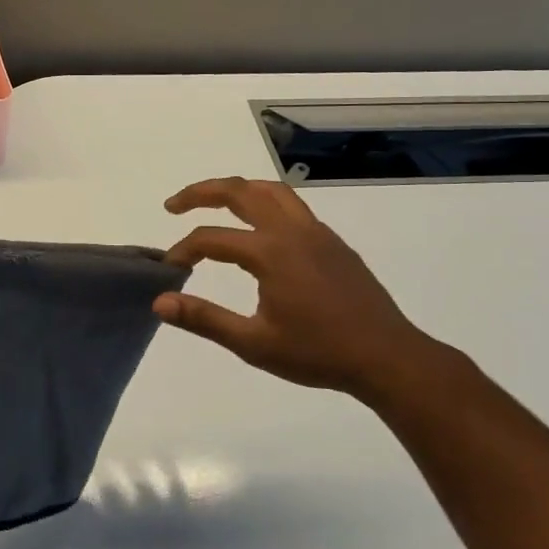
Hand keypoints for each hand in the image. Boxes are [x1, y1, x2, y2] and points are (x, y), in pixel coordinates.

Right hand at [157, 177, 453, 401]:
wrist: (389, 359)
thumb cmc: (318, 354)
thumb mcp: (253, 343)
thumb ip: (204, 319)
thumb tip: (160, 302)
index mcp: (270, 252)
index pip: (211, 239)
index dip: (183, 250)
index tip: (169, 270)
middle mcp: (292, 231)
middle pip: (240, 191)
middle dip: (201, 192)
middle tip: (174, 205)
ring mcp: (317, 233)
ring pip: (270, 190)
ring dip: (237, 189)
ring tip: (213, 201)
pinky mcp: (333, 243)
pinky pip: (292, 206)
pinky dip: (264, 203)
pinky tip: (259, 229)